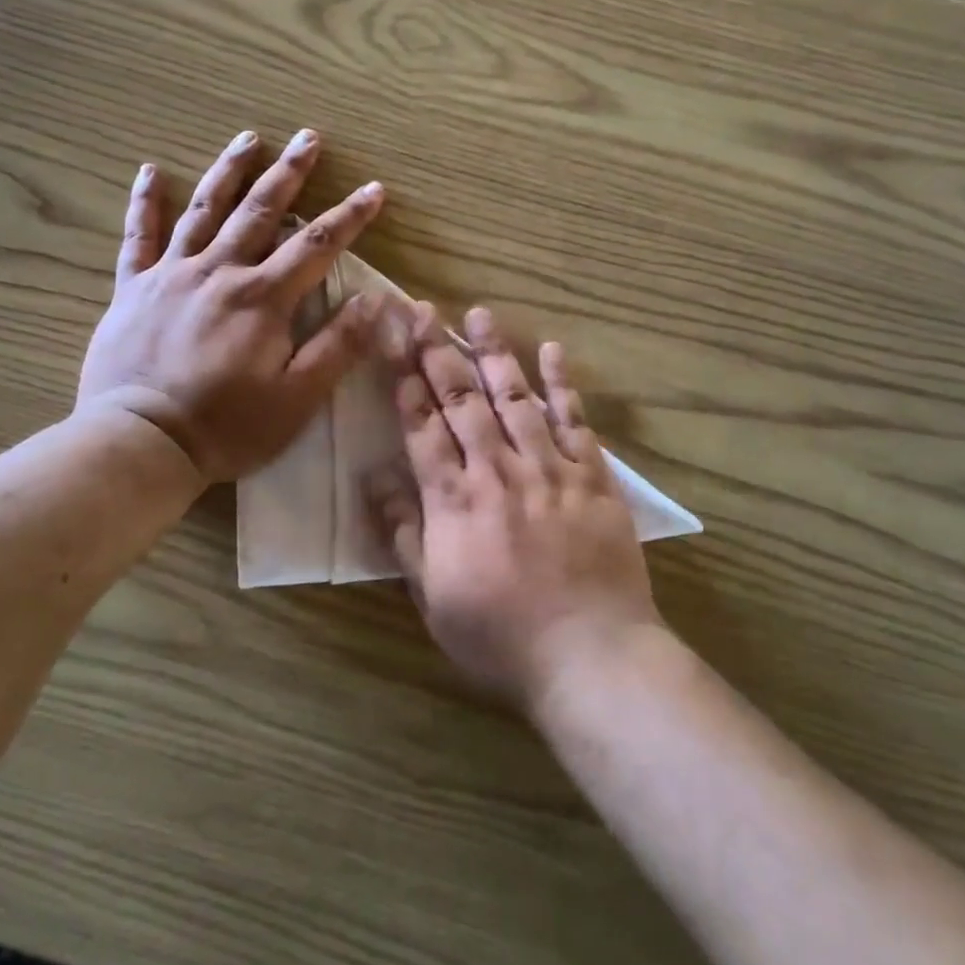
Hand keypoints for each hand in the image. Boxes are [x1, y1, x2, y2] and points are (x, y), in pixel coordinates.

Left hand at [78, 129, 384, 482]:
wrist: (140, 442)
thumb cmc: (227, 426)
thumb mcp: (297, 398)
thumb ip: (337, 347)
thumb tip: (374, 301)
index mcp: (263, 298)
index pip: (318, 246)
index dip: (350, 217)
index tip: (374, 190)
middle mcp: (220, 272)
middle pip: (262, 211)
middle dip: (290, 173)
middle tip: (308, 137)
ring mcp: (172, 275)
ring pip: (206, 210)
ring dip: (230, 171)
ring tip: (248, 138)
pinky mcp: (133, 288)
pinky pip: (139, 236)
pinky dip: (146, 202)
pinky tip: (151, 171)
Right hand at [373, 304, 661, 707]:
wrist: (590, 655)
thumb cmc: (500, 637)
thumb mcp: (432, 597)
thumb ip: (403, 534)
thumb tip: (372, 477)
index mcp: (454, 501)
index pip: (422, 428)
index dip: (405, 382)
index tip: (393, 342)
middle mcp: (497, 472)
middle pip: (462, 401)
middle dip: (438, 351)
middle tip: (422, 309)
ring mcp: (548, 470)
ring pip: (515, 399)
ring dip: (494, 353)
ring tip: (478, 313)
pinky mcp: (592, 479)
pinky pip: (575, 423)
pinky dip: (563, 386)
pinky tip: (552, 351)